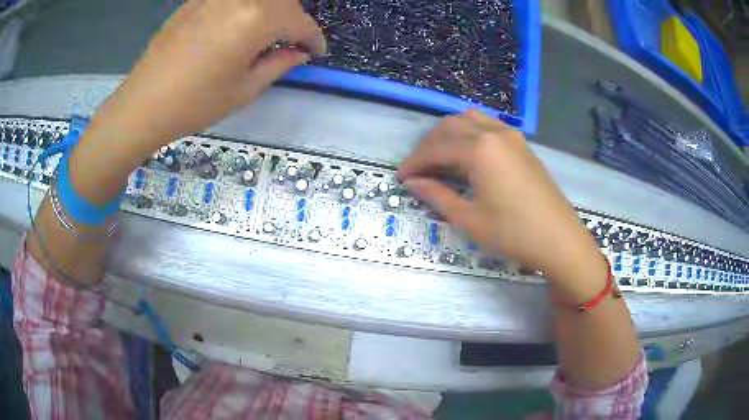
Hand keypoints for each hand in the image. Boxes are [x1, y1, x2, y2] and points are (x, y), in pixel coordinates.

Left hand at [93, 0, 325, 142]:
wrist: (143, 104)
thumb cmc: (195, 103)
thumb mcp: (245, 89)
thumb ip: (279, 63)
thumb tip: (298, 52)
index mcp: (256, 18)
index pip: (300, 21)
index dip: (313, 38)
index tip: (316, 52)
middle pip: (283, 1)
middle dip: (294, 20)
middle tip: (291, 42)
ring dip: (271, 11)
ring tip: (266, 34)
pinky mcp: (197, 0)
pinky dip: (245, 8)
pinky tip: (237, 26)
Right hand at [397, 110, 604, 290]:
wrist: (559, 239)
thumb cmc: (513, 233)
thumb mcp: (469, 218)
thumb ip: (437, 195)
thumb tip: (412, 182)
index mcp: (479, 149)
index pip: (436, 149)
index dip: (414, 162)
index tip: (400, 177)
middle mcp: (494, 132)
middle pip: (450, 127)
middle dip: (429, 145)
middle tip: (418, 170)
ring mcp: (511, 135)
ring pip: (470, 120)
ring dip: (449, 135)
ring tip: (440, 159)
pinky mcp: (521, 144)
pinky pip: (488, 126)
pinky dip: (470, 133)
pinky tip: (467, 154)